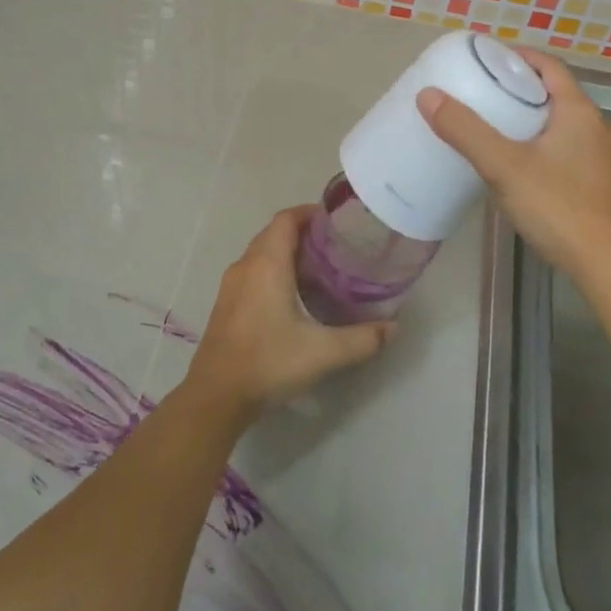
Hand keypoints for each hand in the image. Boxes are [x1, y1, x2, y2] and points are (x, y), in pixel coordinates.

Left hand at [185, 205, 394, 421]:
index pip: (286, 219)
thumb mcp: (324, 352)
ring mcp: (232, 286)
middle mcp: (246, 266)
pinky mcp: (226, 305)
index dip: (310, 213)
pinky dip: (274, 271)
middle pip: (274, 233)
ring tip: (320, 268)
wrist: (215, 397)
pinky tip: (294, 296)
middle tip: (336, 245)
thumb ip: (363, 339)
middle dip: (304, 233)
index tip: (337, 221)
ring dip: (288, 252)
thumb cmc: (268, 362)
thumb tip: (394, 328)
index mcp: (267, 264)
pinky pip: (253, 272)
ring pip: (262, 253)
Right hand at [417, 49, 610, 278]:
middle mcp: (598, 127)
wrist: (608, 265)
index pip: (549, 66)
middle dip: (522, 89)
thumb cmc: (558, 207)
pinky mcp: (602, 184)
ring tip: (498, 127)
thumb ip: (466, 130)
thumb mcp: (503, 166)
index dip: (519, 57)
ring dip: (534, 119)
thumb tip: (428, 96)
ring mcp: (605, 157)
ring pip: (564, 124)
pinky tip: (523, 166)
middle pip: (557, 94)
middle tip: (485, 93)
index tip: (488, 58)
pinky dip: (545, 144)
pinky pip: (570, 149)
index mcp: (579, 111)